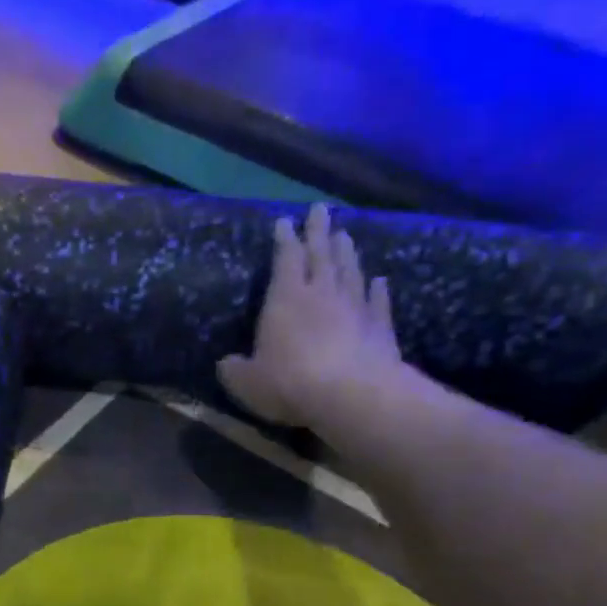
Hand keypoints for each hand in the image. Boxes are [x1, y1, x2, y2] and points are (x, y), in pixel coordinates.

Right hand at [217, 204, 413, 432]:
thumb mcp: (246, 381)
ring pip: (350, 272)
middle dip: (318, 231)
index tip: (285, 221)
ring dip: (347, 253)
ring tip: (345, 236)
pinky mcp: (380, 329)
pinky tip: (379, 280)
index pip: (285, 259)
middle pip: (321, 255)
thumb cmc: (289, 382)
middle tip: (320, 209)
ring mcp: (355, 308)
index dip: (284, 239)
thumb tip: (226, 363)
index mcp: (285, 299)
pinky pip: (378, 302)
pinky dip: (378, 289)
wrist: (352, 396)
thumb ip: (235, 369)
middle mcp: (322, 294)